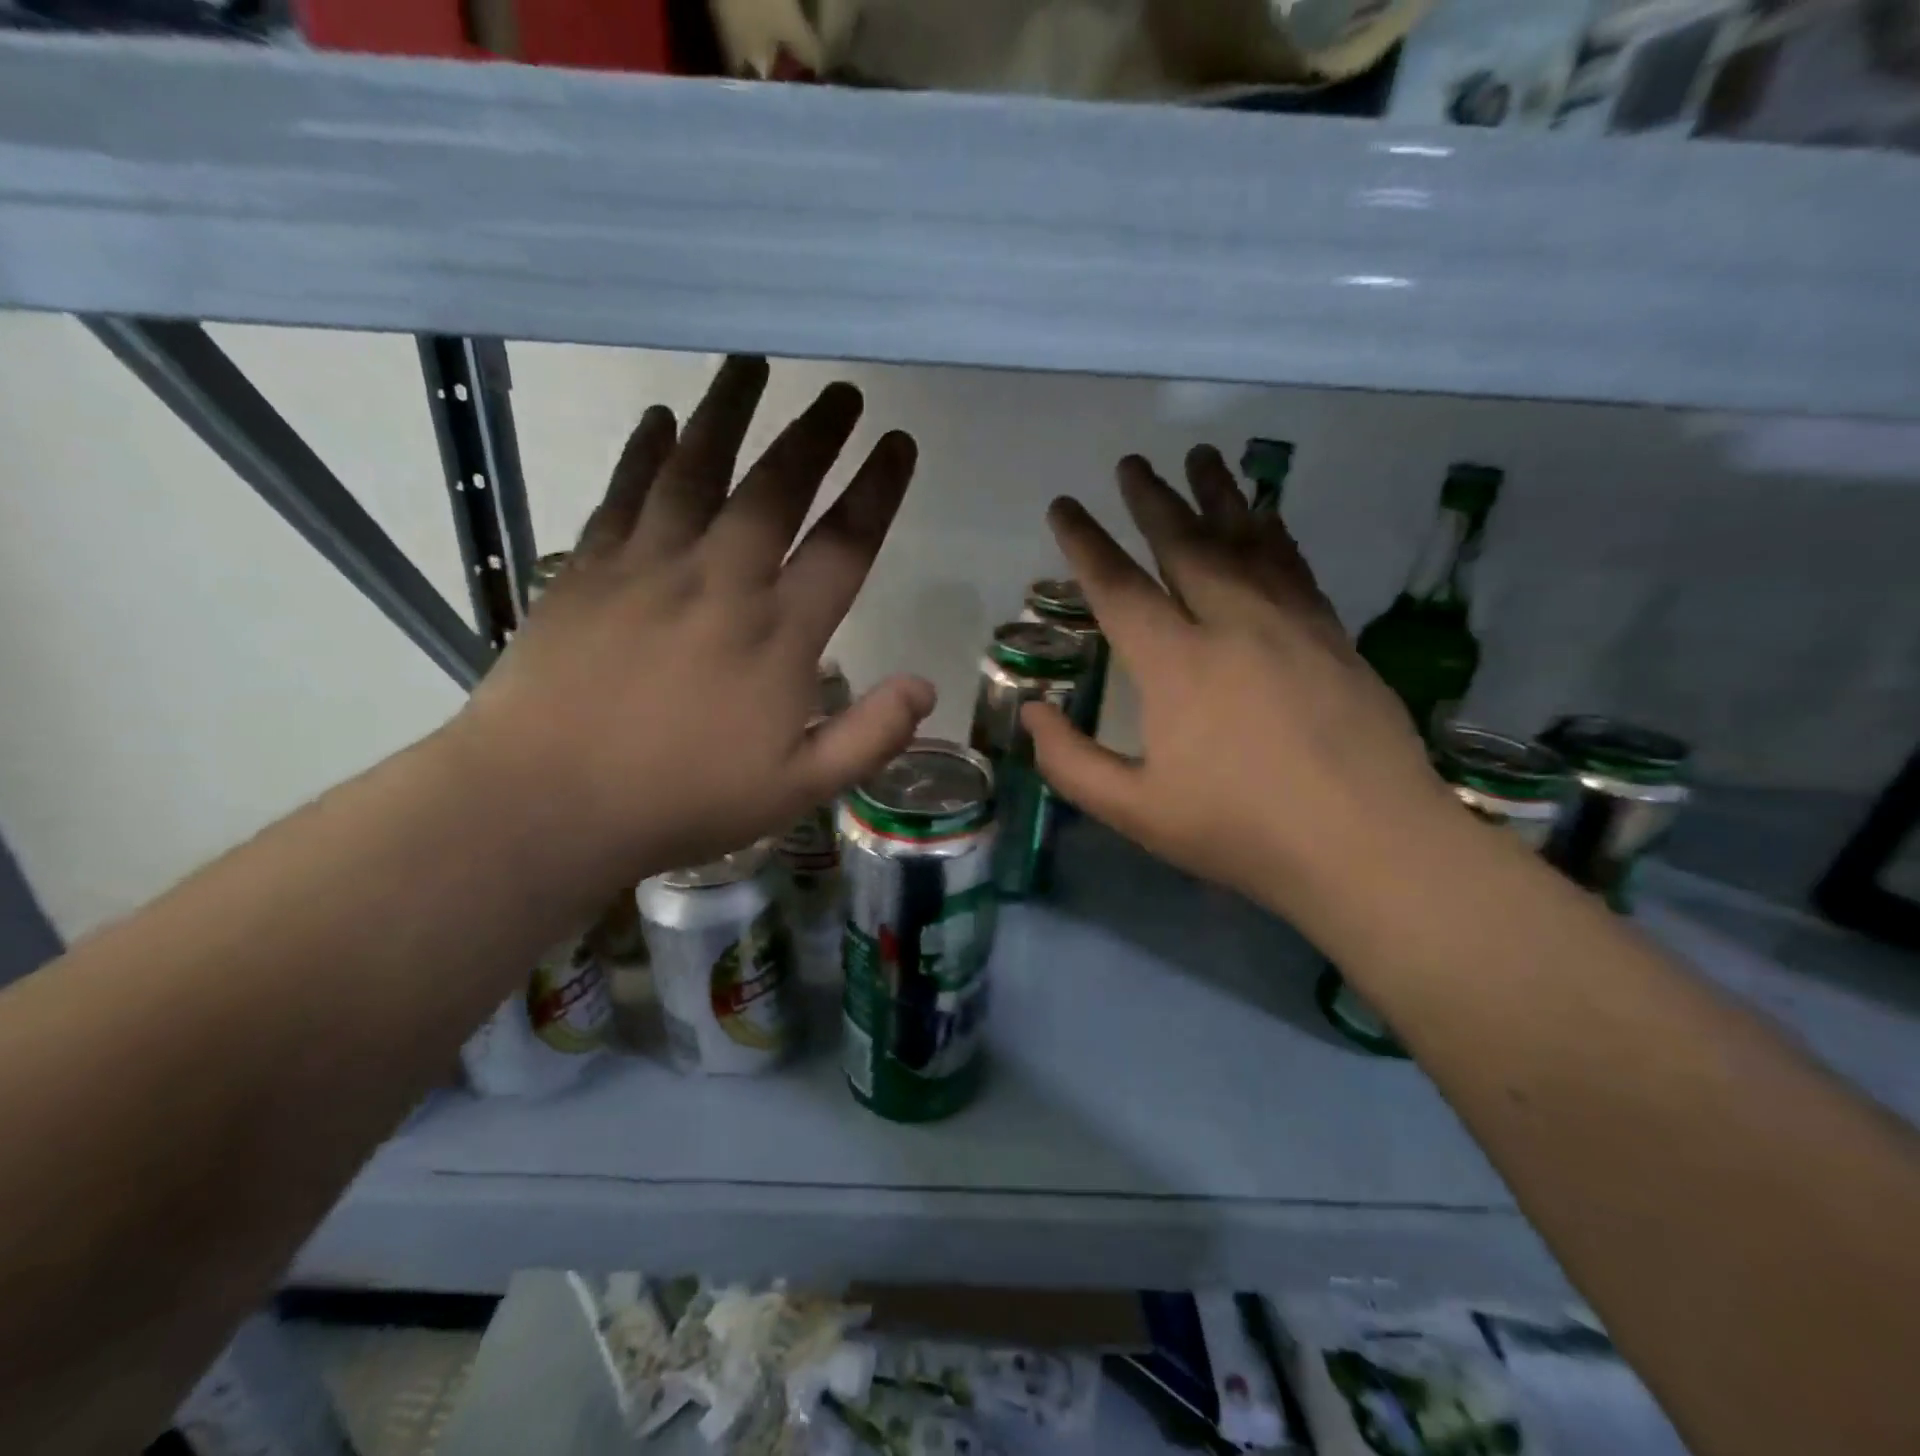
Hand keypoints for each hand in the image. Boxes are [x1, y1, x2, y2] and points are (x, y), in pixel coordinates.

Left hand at [451, 356, 932, 887]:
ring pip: (696, 470)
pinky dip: (645, 451)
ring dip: (729, 411)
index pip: (844, 545)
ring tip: (752, 363)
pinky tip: (660, 419)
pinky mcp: (588, 570)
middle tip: (841, 390)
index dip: (878, 490)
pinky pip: (625, 493)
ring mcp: (649, 567)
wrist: (545, 803)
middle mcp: (721, 582)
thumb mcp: (797, 790)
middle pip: (776, 488)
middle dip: (815, 434)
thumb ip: (869, 737)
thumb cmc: (681, 801)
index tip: (898, 443)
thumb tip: (926, 686)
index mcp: (778, 636)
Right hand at [1025, 448, 1456, 928]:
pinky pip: (1295, 566)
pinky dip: (1274, 533)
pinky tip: (1268, 517)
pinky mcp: (1332, 636)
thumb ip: (1072, 763)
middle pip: (1186, 544)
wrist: (1368, 846)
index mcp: (1177, 664)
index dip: (1085, 543)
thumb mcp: (1137, 812)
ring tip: (1203, 456)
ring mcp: (1290, 624)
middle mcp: (1233, 624)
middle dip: (1152, 500)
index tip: (1064, 506)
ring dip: (1220, 495)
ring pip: (1248, 541)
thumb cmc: (1242, 831)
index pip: (1119, 587)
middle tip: (1131, 463)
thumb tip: (1032, 713)